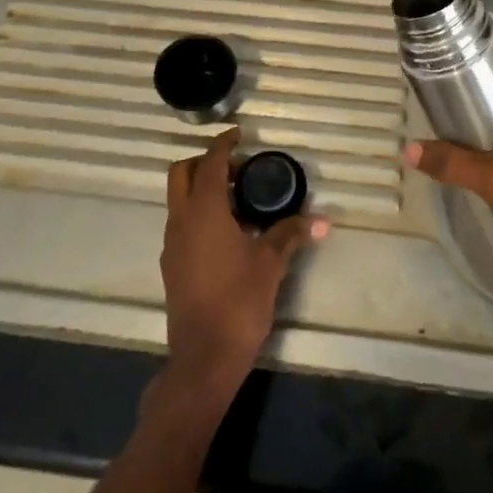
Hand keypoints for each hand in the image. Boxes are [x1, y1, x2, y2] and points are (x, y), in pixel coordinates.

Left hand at [160, 129, 327, 395]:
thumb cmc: (238, 301)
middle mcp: (181, 221)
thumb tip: (320, 220)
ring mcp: (172, 244)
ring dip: (203, 189)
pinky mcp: (172, 265)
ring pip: (180, 200)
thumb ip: (291, 233)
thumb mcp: (271, 263)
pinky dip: (200, 213)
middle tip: (239, 169)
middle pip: (182, 174)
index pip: (210, 163)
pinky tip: (229, 232)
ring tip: (240, 200)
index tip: (239, 134)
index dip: (223, 144)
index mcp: (204, 211)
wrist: (204, 357)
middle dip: (207, 163)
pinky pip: (182, 223)